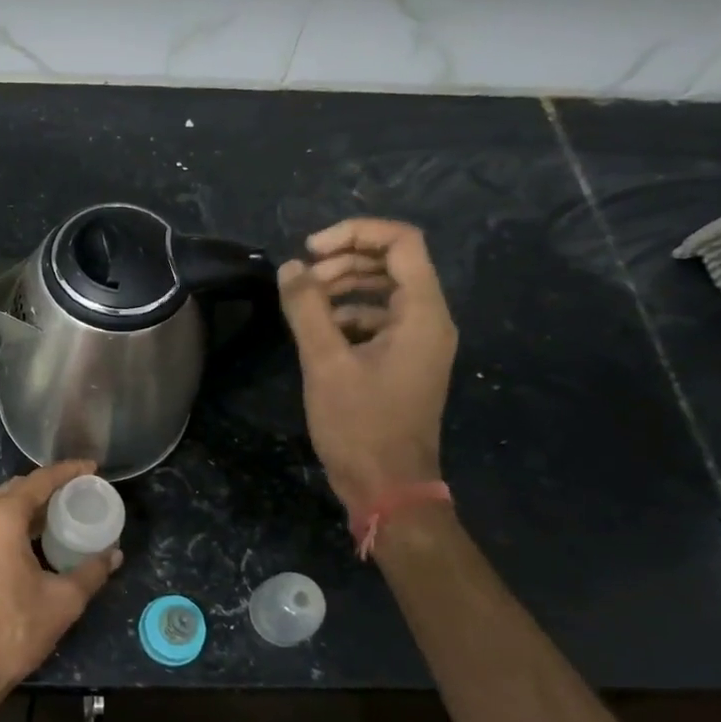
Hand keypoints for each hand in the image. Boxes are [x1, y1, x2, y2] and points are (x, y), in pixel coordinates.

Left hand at [0, 460, 121, 712]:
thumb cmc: (10, 631)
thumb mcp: (62, 602)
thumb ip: (91, 572)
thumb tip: (114, 555)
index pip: (39, 480)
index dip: (68, 472)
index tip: (91, 467)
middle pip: (15, 490)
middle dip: (45, 490)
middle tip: (75, 496)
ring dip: (23, 509)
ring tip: (53, 519)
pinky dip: (3, 526)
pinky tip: (23, 544)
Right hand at [278, 219, 457, 513]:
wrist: (388, 487)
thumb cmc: (360, 425)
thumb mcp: (325, 362)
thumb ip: (307, 308)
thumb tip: (290, 268)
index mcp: (423, 313)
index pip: (401, 242)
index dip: (354, 233)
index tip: (311, 250)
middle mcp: (430, 320)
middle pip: (393, 263)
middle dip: (344, 260)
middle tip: (302, 280)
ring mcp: (419, 343)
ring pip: (384, 291)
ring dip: (343, 286)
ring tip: (303, 302)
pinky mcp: (405, 362)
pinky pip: (380, 320)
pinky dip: (348, 314)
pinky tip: (318, 330)